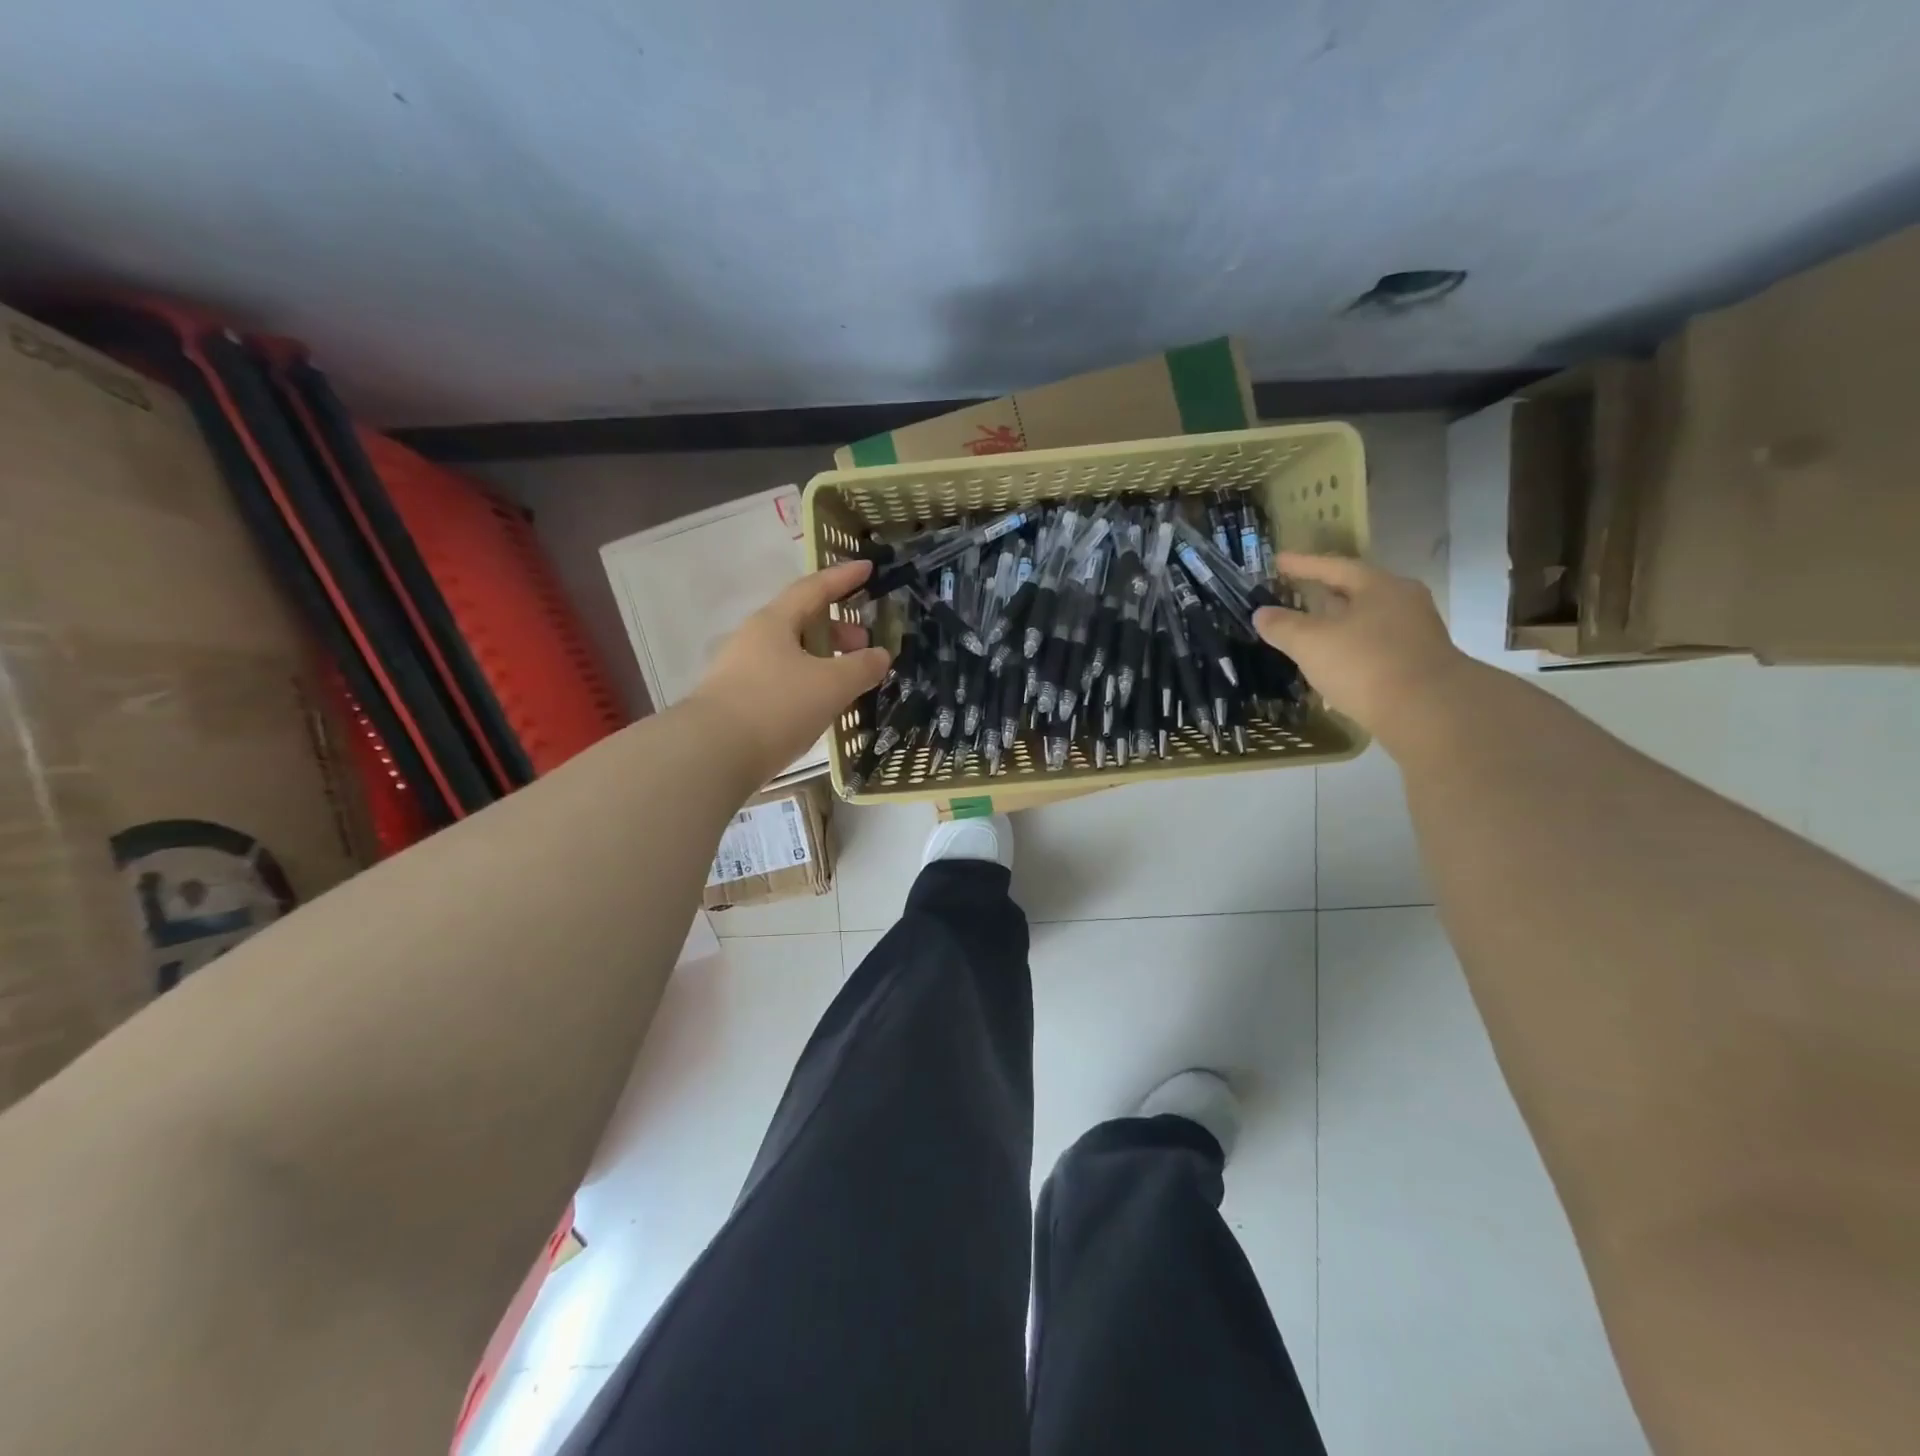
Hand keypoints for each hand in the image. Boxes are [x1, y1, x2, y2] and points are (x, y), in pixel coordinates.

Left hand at [686, 560, 890, 785]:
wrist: (711, 755)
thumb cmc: (775, 707)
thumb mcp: (830, 685)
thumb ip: (861, 667)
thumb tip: (881, 655)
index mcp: (774, 623)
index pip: (813, 589)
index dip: (843, 578)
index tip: (867, 567)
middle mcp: (754, 640)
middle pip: (801, 622)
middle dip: (837, 629)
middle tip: (864, 644)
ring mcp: (741, 671)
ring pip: (792, 654)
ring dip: (823, 659)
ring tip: (848, 680)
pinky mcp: (738, 702)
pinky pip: (782, 680)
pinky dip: (808, 683)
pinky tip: (821, 705)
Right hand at [1252, 553, 1468, 743]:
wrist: (1429, 713)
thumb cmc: (1365, 664)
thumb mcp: (1311, 643)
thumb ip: (1283, 626)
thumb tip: (1261, 613)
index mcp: (1380, 586)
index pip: (1335, 566)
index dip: (1303, 564)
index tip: (1278, 561)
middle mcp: (1403, 603)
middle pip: (1357, 592)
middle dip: (1325, 595)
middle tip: (1297, 594)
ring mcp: (1415, 635)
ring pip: (1367, 622)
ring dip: (1338, 626)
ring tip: (1311, 634)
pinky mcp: (1418, 665)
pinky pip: (1375, 649)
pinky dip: (1350, 651)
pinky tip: (1333, 667)